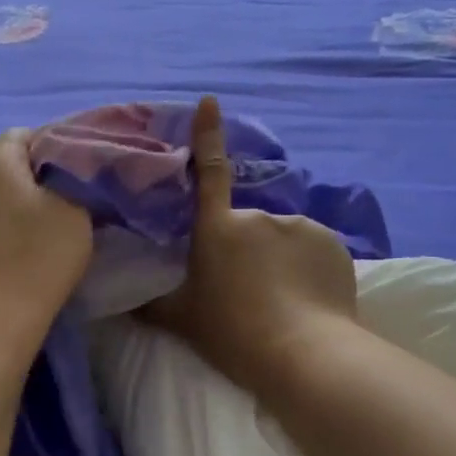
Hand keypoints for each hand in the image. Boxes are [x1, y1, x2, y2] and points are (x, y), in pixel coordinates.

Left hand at [0, 128, 92, 357]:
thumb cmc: (39, 257)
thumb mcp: (76, 211)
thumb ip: (75, 181)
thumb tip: (70, 174)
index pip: (25, 134)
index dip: (55, 144)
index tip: (81, 168)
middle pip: (10, 164)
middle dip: (41, 175)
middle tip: (75, 196)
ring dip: (25, 203)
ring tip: (55, 224)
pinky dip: (12, 226)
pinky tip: (30, 247)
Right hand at [141, 96, 357, 394]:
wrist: (302, 354)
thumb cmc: (232, 333)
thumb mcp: (181, 321)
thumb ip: (150, 305)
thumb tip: (121, 301)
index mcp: (218, 229)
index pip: (208, 173)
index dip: (207, 135)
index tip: (209, 102)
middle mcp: (258, 217)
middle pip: (248, 227)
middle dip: (248, 250)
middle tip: (248, 293)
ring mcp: (300, 226)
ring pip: (283, 240)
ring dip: (280, 260)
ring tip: (282, 302)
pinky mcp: (334, 245)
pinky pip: (314, 251)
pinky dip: (309, 268)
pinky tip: (308, 299)